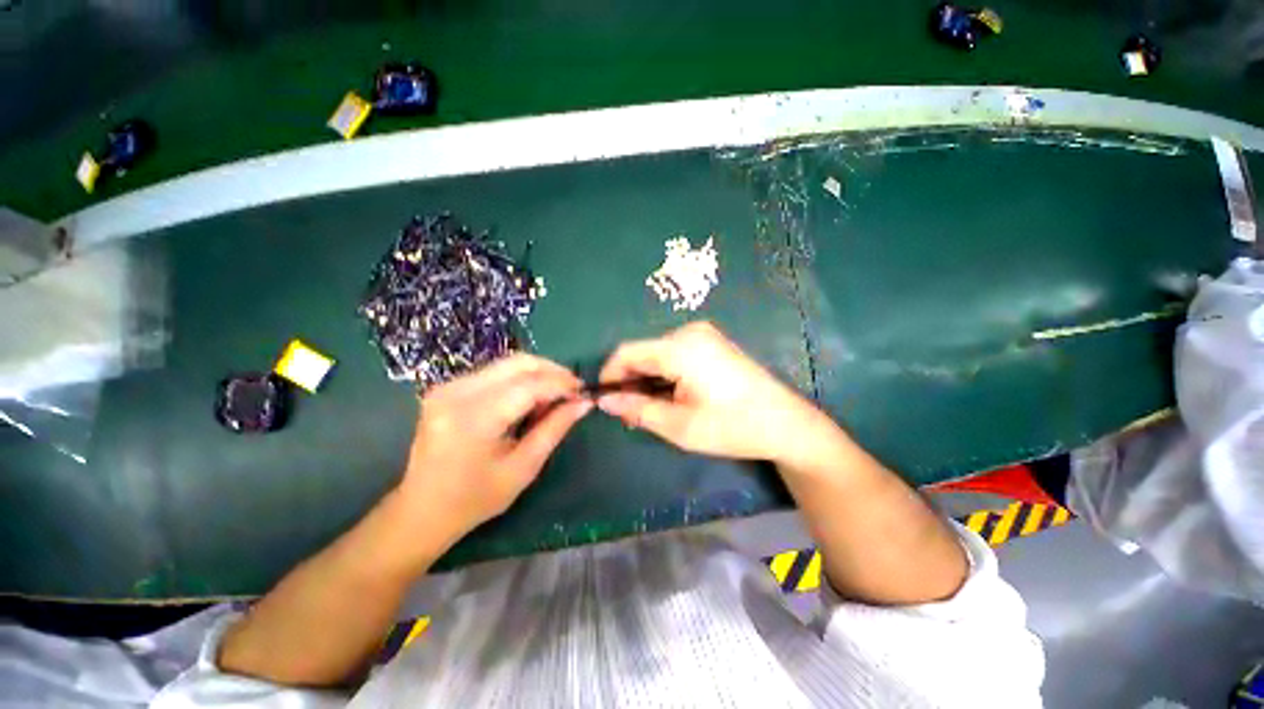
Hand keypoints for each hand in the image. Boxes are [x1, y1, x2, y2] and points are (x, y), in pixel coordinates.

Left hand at [398, 354, 591, 542]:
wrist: (421, 510)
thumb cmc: (475, 499)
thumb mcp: (523, 468)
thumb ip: (555, 429)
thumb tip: (584, 402)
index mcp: (473, 419)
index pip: (529, 385)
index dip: (562, 384)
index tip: (584, 392)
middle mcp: (456, 392)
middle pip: (517, 363)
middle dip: (552, 371)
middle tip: (572, 390)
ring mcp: (447, 386)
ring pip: (507, 363)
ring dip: (537, 374)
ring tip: (552, 398)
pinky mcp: (447, 387)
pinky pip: (494, 372)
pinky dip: (519, 379)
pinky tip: (528, 399)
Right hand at [597, 322, 820, 460]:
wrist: (786, 423)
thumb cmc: (732, 427)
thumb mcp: (679, 425)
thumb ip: (637, 409)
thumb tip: (604, 400)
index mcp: (680, 348)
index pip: (627, 352)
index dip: (610, 375)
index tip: (604, 401)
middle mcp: (689, 332)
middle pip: (643, 352)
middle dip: (630, 382)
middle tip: (630, 415)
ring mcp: (703, 335)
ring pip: (657, 354)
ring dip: (647, 380)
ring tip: (650, 411)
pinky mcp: (711, 343)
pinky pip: (674, 354)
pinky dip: (664, 374)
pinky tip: (670, 397)